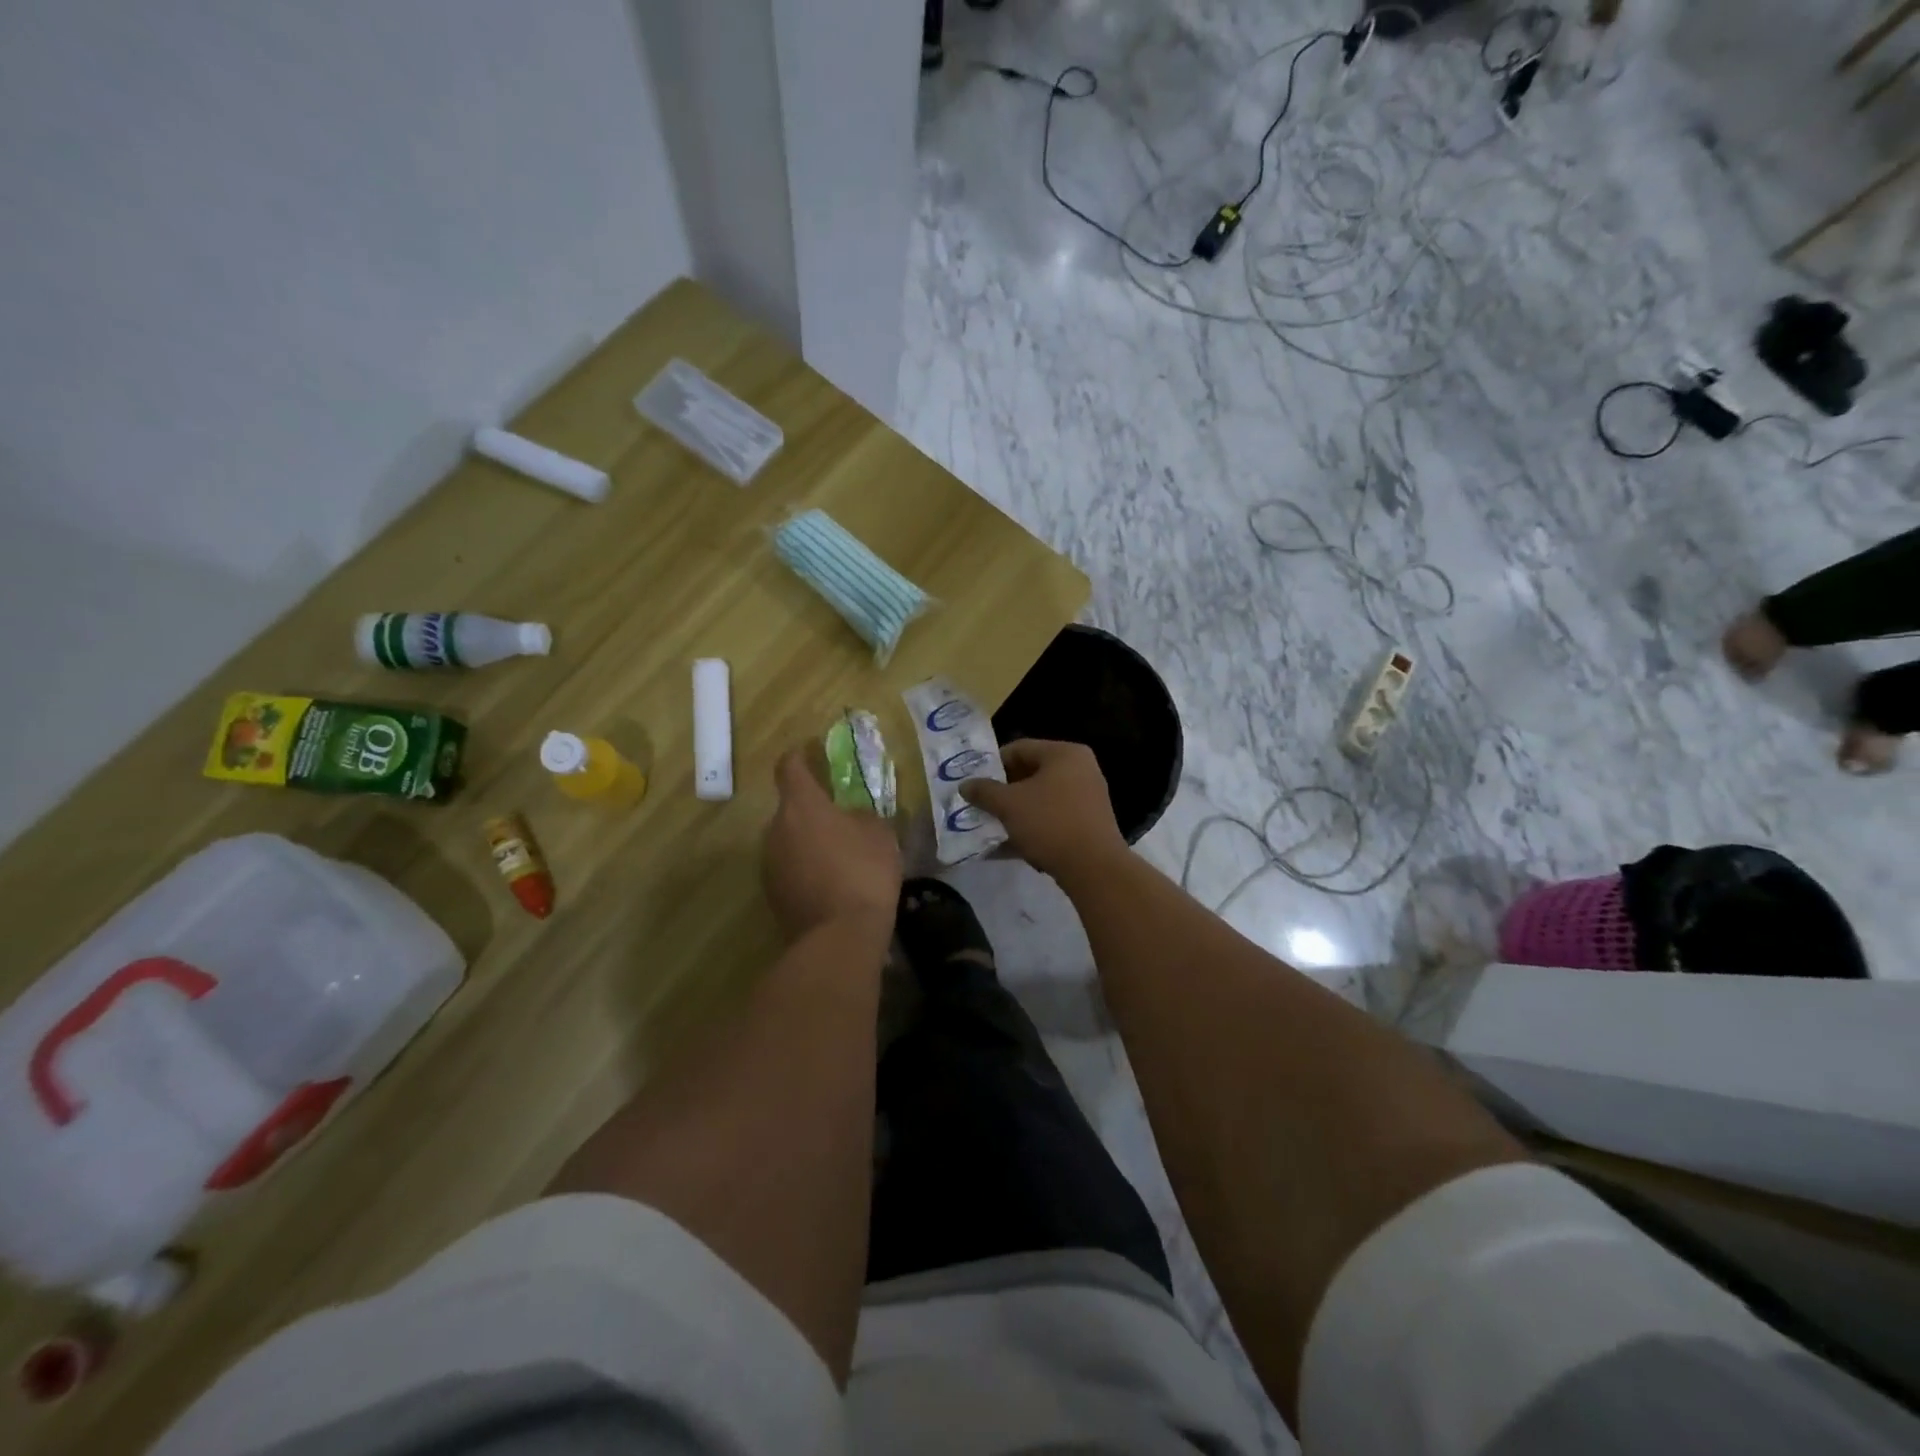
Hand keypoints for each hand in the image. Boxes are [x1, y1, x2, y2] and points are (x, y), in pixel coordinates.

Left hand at [762, 749, 901, 942]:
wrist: (839, 936)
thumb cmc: (863, 873)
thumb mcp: (880, 835)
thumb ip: (863, 817)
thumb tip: (851, 819)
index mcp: (801, 806)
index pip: (789, 768)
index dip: (799, 757)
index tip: (809, 753)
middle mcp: (776, 829)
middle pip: (790, 808)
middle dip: (812, 810)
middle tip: (840, 820)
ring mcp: (769, 863)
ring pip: (789, 840)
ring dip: (808, 842)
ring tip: (839, 857)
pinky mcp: (771, 894)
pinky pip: (789, 868)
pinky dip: (805, 869)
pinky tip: (831, 884)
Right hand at [959, 739, 1127, 884]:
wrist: (1093, 868)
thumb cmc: (1050, 823)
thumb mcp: (1009, 805)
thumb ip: (984, 791)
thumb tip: (965, 785)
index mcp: (1064, 753)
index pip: (1020, 748)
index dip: (992, 764)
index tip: (973, 782)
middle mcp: (1080, 769)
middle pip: (1031, 773)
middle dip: (1003, 790)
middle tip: (980, 804)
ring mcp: (1087, 797)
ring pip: (1041, 798)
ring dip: (1015, 811)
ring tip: (990, 825)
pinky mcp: (1088, 824)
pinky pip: (1052, 818)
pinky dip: (1031, 827)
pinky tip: (1008, 845)